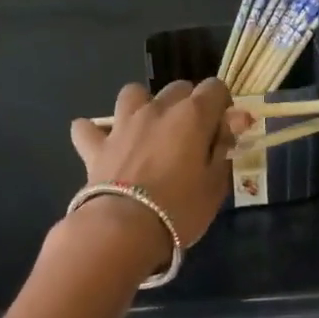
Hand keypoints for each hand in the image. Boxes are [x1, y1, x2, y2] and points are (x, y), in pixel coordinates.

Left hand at [67, 79, 242, 271]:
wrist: (125, 228)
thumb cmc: (180, 209)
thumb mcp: (215, 184)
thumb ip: (223, 149)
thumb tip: (231, 125)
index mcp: (192, 116)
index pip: (215, 88)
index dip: (223, 106)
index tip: (224, 131)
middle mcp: (157, 109)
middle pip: (178, 88)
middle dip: (188, 105)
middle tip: (192, 138)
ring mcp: (123, 124)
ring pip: (133, 93)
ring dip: (143, 106)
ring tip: (148, 131)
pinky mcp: (96, 146)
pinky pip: (87, 128)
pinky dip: (94, 133)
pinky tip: (103, 146)